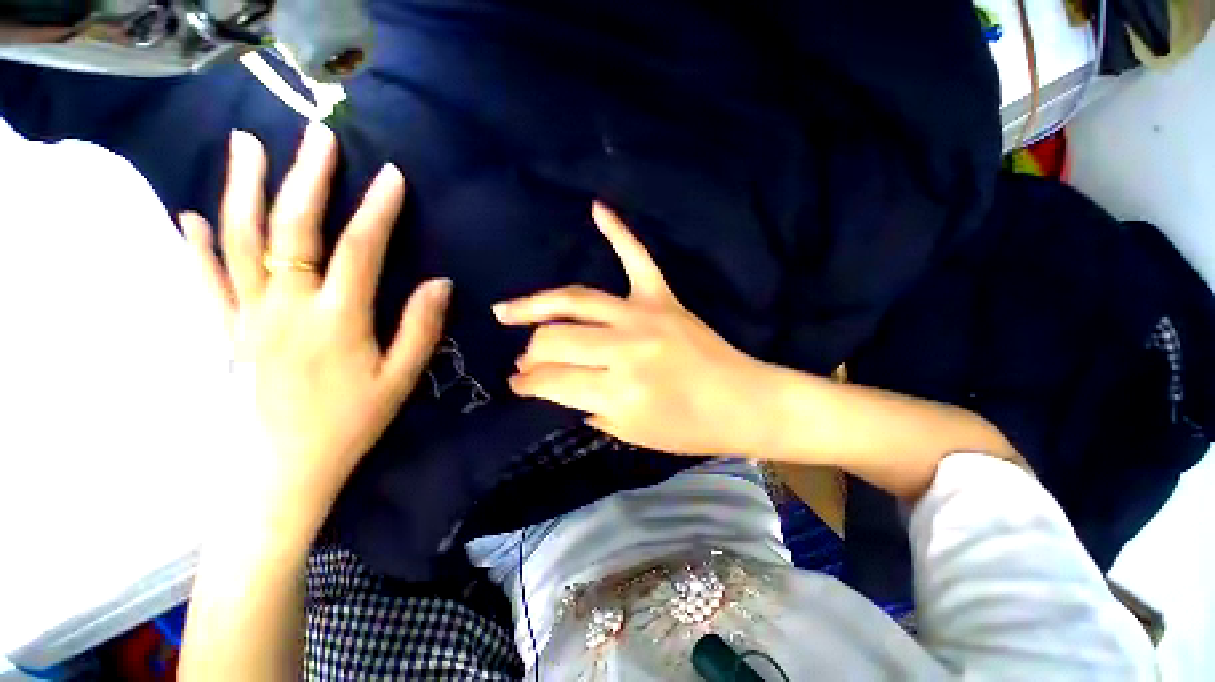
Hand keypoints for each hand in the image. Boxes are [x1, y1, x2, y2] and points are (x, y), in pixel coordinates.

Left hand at [180, 124, 450, 523]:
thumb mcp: (400, 380)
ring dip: (244, 189)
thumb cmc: (348, 425)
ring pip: (240, 241)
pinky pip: (206, 281)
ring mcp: (247, 316)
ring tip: (246, 145)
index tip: (392, 176)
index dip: (378, 210)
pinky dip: (196, 246)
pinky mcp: (224, 333)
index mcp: (337, 319)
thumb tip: (440, 282)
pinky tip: (192, 217)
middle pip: (293, 229)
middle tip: (317, 136)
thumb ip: (420, 327)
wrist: (280, 473)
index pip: (360, 249)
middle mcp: (287, 306)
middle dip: (308, 178)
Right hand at [494, 203, 775, 456]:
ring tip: (508, 312)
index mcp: (618, 392)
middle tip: (524, 363)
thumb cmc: (689, 428)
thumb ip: (588, 407)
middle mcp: (625, 348)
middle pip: (556, 339)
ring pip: (575, 300)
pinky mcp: (663, 298)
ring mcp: (644, 315)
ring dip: (536, 306)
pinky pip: (637, 257)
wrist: (744, 402)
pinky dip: (618, 232)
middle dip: (531, 354)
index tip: (517, 385)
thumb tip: (556, 387)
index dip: (527, 385)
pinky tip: (597, 209)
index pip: (552, 381)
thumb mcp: (631, 434)